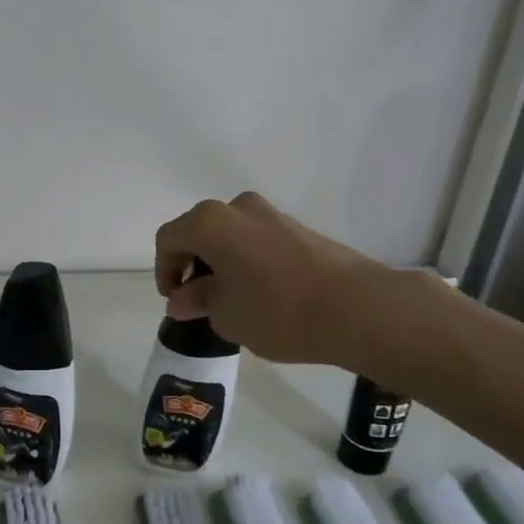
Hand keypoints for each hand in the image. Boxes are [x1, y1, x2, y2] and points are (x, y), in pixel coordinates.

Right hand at [155, 192, 445, 371]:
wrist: (358, 308)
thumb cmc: (277, 312)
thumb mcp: (225, 315)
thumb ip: (198, 301)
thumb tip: (183, 298)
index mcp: (209, 223)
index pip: (169, 239)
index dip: (164, 270)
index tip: (176, 301)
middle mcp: (238, 208)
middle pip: (200, 232)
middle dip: (192, 265)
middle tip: (198, 301)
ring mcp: (272, 214)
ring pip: (230, 235)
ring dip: (221, 263)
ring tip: (231, 301)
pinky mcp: (299, 228)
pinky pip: (257, 241)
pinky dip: (247, 262)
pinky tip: (260, 294)